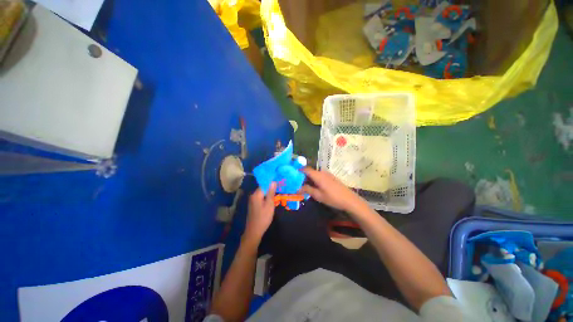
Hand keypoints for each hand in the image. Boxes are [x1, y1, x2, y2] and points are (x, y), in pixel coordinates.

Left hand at [243, 183, 276, 245]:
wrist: (254, 232)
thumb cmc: (263, 218)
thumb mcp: (269, 205)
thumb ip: (271, 192)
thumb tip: (273, 181)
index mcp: (256, 194)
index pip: (264, 184)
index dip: (271, 182)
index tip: (279, 180)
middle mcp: (253, 196)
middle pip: (263, 188)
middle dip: (271, 187)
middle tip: (280, 187)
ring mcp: (252, 201)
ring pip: (262, 193)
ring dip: (269, 193)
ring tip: (278, 191)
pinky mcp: (254, 205)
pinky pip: (261, 198)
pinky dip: (266, 197)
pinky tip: (272, 199)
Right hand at [300, 168, 366, 213]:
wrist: (349, 200)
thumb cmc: (333, 198)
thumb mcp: (318, 195)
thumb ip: (307, 190)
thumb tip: (296, 188)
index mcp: (318, 175)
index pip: (305, 169)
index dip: (298, 170)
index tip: (292, 175)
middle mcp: (322, 172)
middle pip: (310, 171)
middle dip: (302, 176)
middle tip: (296, 182)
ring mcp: (327, 174)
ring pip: (315, 173)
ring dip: (309, 178)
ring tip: (304, 185)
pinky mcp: (331, 177)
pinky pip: (320, 175)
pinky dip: (314, 179)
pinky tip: (314, 186)